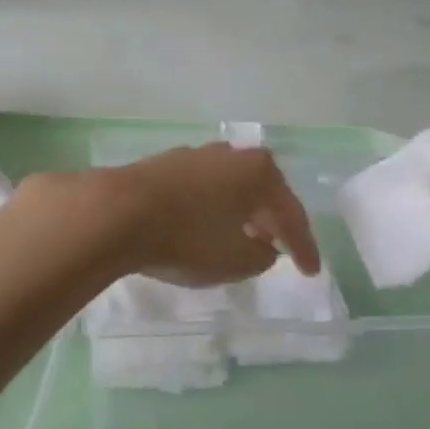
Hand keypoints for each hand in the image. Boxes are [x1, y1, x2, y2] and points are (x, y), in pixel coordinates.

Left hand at [65, 144, 321, 288]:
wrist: (118, 212)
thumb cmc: (188, 237)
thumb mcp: (236, 261)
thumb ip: (261, 255)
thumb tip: (264, 246)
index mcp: (259, 172)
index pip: (291, 214)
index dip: (304, 247)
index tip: (310, 273)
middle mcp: (232, 156)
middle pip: (262, 191)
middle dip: (273, 220)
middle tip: (281, 248)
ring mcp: (197, 156)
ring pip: (231, 186)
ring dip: (242, 211)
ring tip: (243, 235)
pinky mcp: (166, 164)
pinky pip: (204, 188)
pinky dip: (213, 207)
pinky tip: (206, 224)